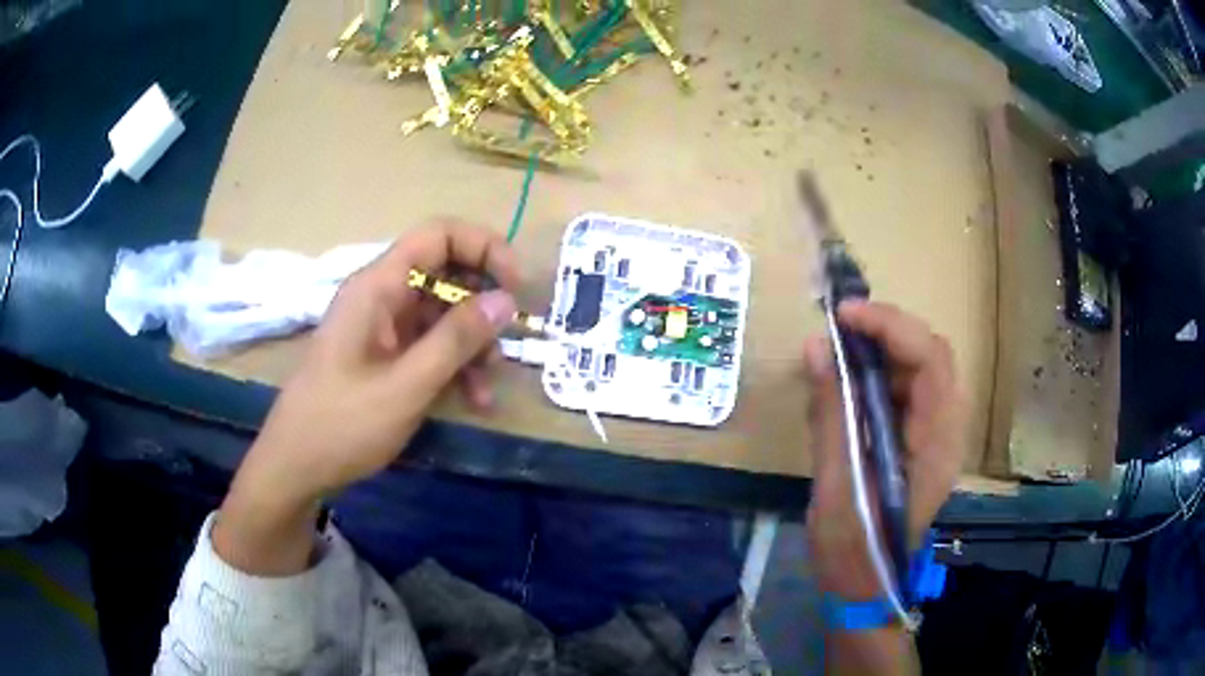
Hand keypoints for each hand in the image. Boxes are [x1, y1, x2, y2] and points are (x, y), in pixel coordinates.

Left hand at [214, 220, 520, 573]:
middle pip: (445, 273)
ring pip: (442, 313)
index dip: (483, 247)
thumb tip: (506, 300)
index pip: (439, 235)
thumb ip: (457, 339)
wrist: (297, 465)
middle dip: (481, 304)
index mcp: (378, 286)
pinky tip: (472, 399)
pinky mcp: (384, 354)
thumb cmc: (344, 423)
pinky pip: (429, 344)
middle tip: (507, 341)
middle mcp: (381, 296)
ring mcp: (382, 326)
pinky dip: (454, 365)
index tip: (515, 285)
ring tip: (487, 384)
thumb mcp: (408, 384)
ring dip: (472, 343)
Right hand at [803, 301, 965, 600]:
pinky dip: (882, 374)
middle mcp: (948, 432)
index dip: (891, 326)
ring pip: (924, 369)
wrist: (864, 586)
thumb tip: (817, 347)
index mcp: (935, 446)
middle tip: (842, 327)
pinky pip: (911, 390)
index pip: (930, 361)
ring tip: (843, 349)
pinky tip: (852, 382)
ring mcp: (939, 436)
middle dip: (889, 331)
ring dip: (886, 350)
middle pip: (933, 356)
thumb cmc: (851, 546)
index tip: (844, 315)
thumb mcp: (835, 482)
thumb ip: (831, 412)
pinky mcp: (923, 441)